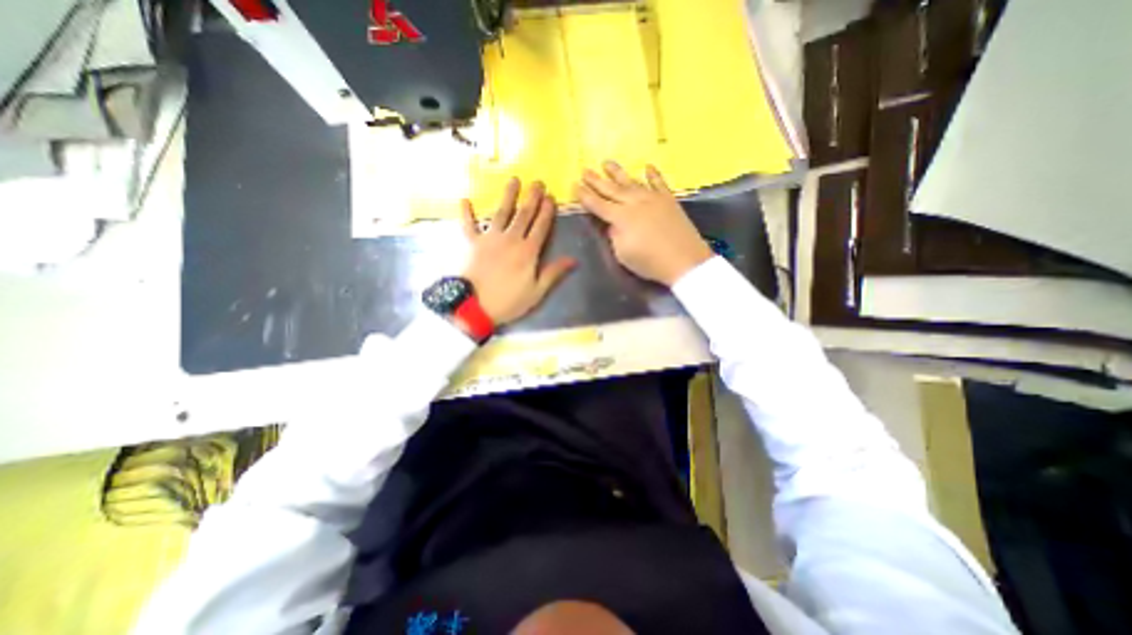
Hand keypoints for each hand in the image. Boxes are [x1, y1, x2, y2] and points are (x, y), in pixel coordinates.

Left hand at [460, 177, 576, 327]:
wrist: (474, 306)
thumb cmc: (509, 301)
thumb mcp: (537, 292)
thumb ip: (554, 273)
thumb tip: (573, 259)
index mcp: (528, 251)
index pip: (541, 226)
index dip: (547, 211)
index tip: (551, 197)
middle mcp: (511, 239)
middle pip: (524, 214)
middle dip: (532, 197)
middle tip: (537, 182)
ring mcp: (490, 238)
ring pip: (501, 212)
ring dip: (508, 195)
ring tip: (514, 180)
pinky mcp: (472, 242)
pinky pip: (469, 225)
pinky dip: (466, 213)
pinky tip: (465, 200)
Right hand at [577, 162, 709, 287]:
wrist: (685, 260)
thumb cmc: (650, 262)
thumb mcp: (623, 254)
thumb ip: (614, 236)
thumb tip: (612, 224)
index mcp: (621, 218)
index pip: (598, 204)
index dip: (585, 196)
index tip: (575, 186)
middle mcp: (635, 203)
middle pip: (612, 189)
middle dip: (596, 180)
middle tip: (585, 169)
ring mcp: (653, 199)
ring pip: (632, 182)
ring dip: (618, 172)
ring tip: (607, 162)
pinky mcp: (669, 200)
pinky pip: (659, 183)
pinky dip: (653, 174)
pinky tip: (647, 166)